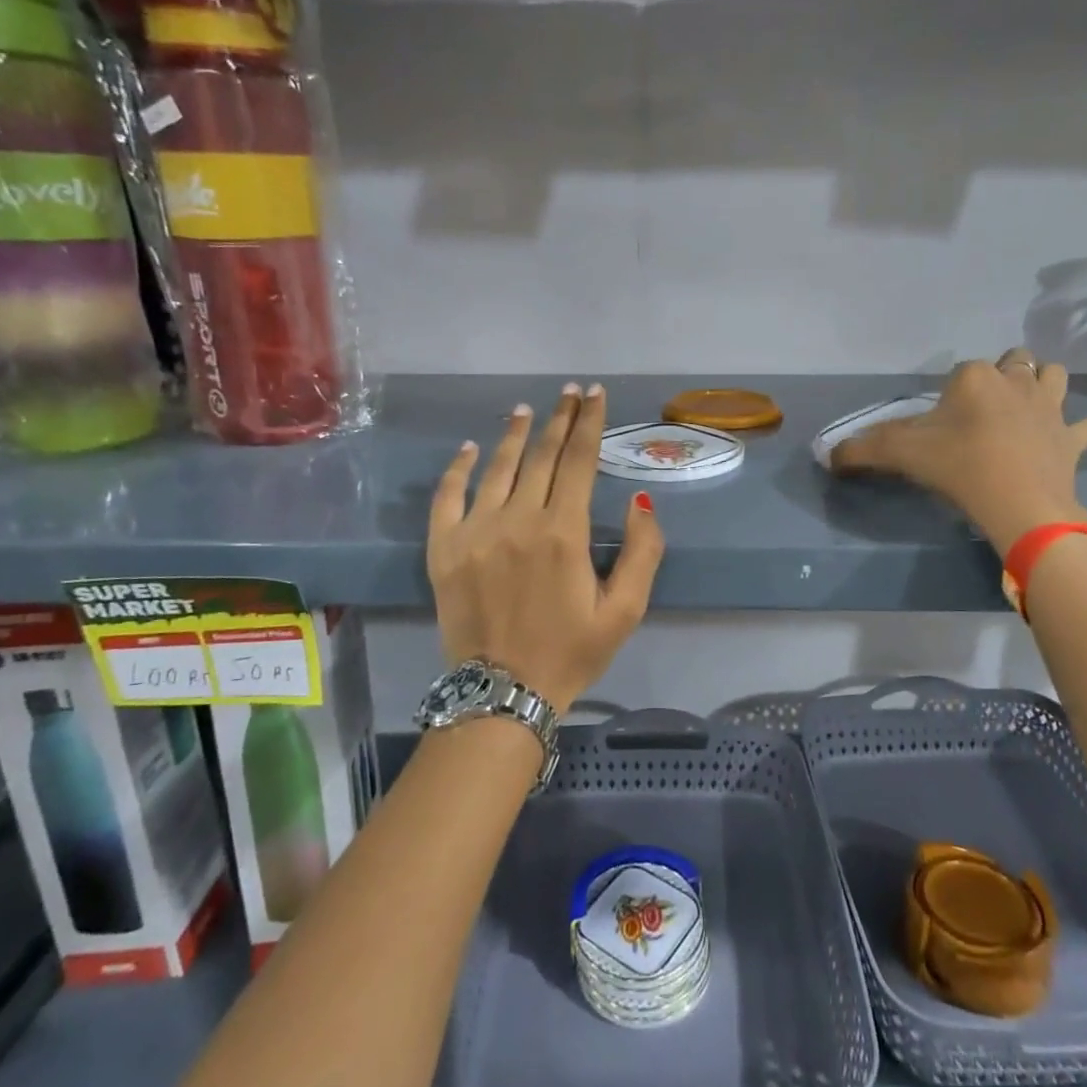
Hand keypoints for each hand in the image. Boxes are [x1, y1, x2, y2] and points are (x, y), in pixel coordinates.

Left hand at [427, 383, 664, 710]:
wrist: (502, 695)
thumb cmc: (571, 653)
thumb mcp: (625, 611)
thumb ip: (642, 552)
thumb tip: (641, 501)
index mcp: (564, 532)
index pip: (580, 460)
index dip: (590, 422)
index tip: (595, 393)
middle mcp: (518, 520)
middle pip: (541, 455)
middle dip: (560, 418)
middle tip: (569, 392)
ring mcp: (475, 531)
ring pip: (498, 467)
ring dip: (515, 433)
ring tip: (527, 409)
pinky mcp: (444, 549)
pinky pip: (448, 496)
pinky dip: (459, 467)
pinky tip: (471, 448)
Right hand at [831, 348, 1086, 551]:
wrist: (1019, 503)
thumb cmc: (958, 467)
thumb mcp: (900, 454)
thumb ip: (861, 450)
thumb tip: (827, 455)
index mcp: (975, 377)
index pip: (960, 371)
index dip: (950, 394)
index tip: (941, 423)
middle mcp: (1016, 381)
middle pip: (1014, 361)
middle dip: (1003, 374)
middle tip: (984, 407)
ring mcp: (1050, 408)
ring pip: (1055, 376)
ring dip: (1043, 385)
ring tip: (1027, 408)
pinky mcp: (1072, 438)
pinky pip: (1084, 426)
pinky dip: (1078, 430)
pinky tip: (1067, 439)